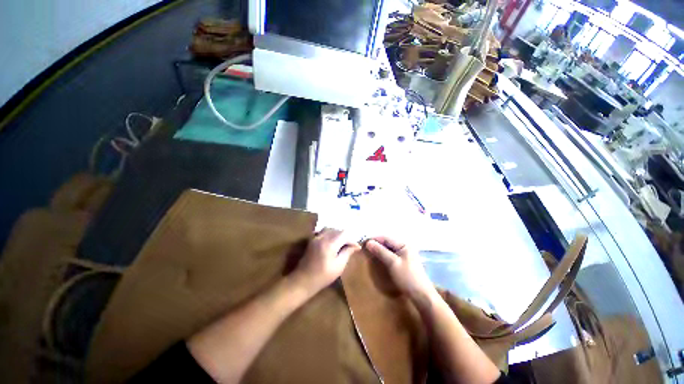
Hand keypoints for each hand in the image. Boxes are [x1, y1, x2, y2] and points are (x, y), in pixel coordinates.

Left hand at [292, 228, 359, 294]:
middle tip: (350, 246)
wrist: (303, 280)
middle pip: (338, 230)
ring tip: (342, 243)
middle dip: (346, 237)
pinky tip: (332, 241)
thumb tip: (356, 246)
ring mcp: (316, 237)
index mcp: (330, 243)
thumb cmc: (323, 276)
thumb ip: (347, 253)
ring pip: (330, 229)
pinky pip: (323, 231)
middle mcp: (322, 237)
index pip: (345, 234)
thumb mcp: (339, 266)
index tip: (357, 247)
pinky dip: (330, 234)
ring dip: (338, 234)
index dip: (352, 239)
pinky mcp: (312, 240)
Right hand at [364, 237, 434, 301]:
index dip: (374, 239)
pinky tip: (377, 258)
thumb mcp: (392, 263)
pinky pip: (391, 255)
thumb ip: (380, 251)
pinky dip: (383, 255)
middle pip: (387, 243)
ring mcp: (404, 255)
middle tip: (364, 247)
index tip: (363, 242)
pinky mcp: (403, 262)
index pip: (386, 238)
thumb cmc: (407, 277)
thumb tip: (368, 242)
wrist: (421, 296)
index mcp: (404, 245)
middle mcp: (405, 247)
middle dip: (376, 244)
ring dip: (379, 250)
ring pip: (388, 249)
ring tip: (368, 252)